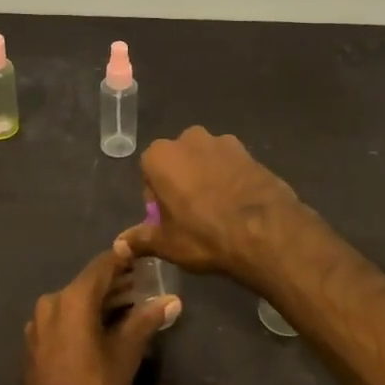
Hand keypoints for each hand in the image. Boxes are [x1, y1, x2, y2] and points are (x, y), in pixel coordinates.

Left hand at [16, 246, 177, 384]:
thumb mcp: (126, 355)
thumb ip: (146, 321)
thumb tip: (171, 299)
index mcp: (72, 299)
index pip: (103, 265)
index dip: (125, 259)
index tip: (146, 259)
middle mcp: (50, 303)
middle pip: (88, 284)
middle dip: (117, 284)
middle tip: (145, 286)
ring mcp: (38, 324)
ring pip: (75, 302)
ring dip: (101, 302)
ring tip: (131, 307)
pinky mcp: (34, 343)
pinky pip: (64, 319)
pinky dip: (84, 317)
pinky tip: (105, 328)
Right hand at [114, 126, 303, 287]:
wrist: (265, 231)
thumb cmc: (204, 235)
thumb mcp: (166, 243)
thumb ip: (139, 239)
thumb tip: (119, 245)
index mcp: (160, 156)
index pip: (148, 173)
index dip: (156, 198)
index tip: (167, 219)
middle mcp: (188, 139)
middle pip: (177, 162)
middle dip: (180, 182)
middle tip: (191, 216)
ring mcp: (222, 142)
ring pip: (205, 161)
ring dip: (206, 178)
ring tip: (218, 211)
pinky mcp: (250, 152)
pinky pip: (231, 165)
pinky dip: (230, 179)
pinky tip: (238, 206)